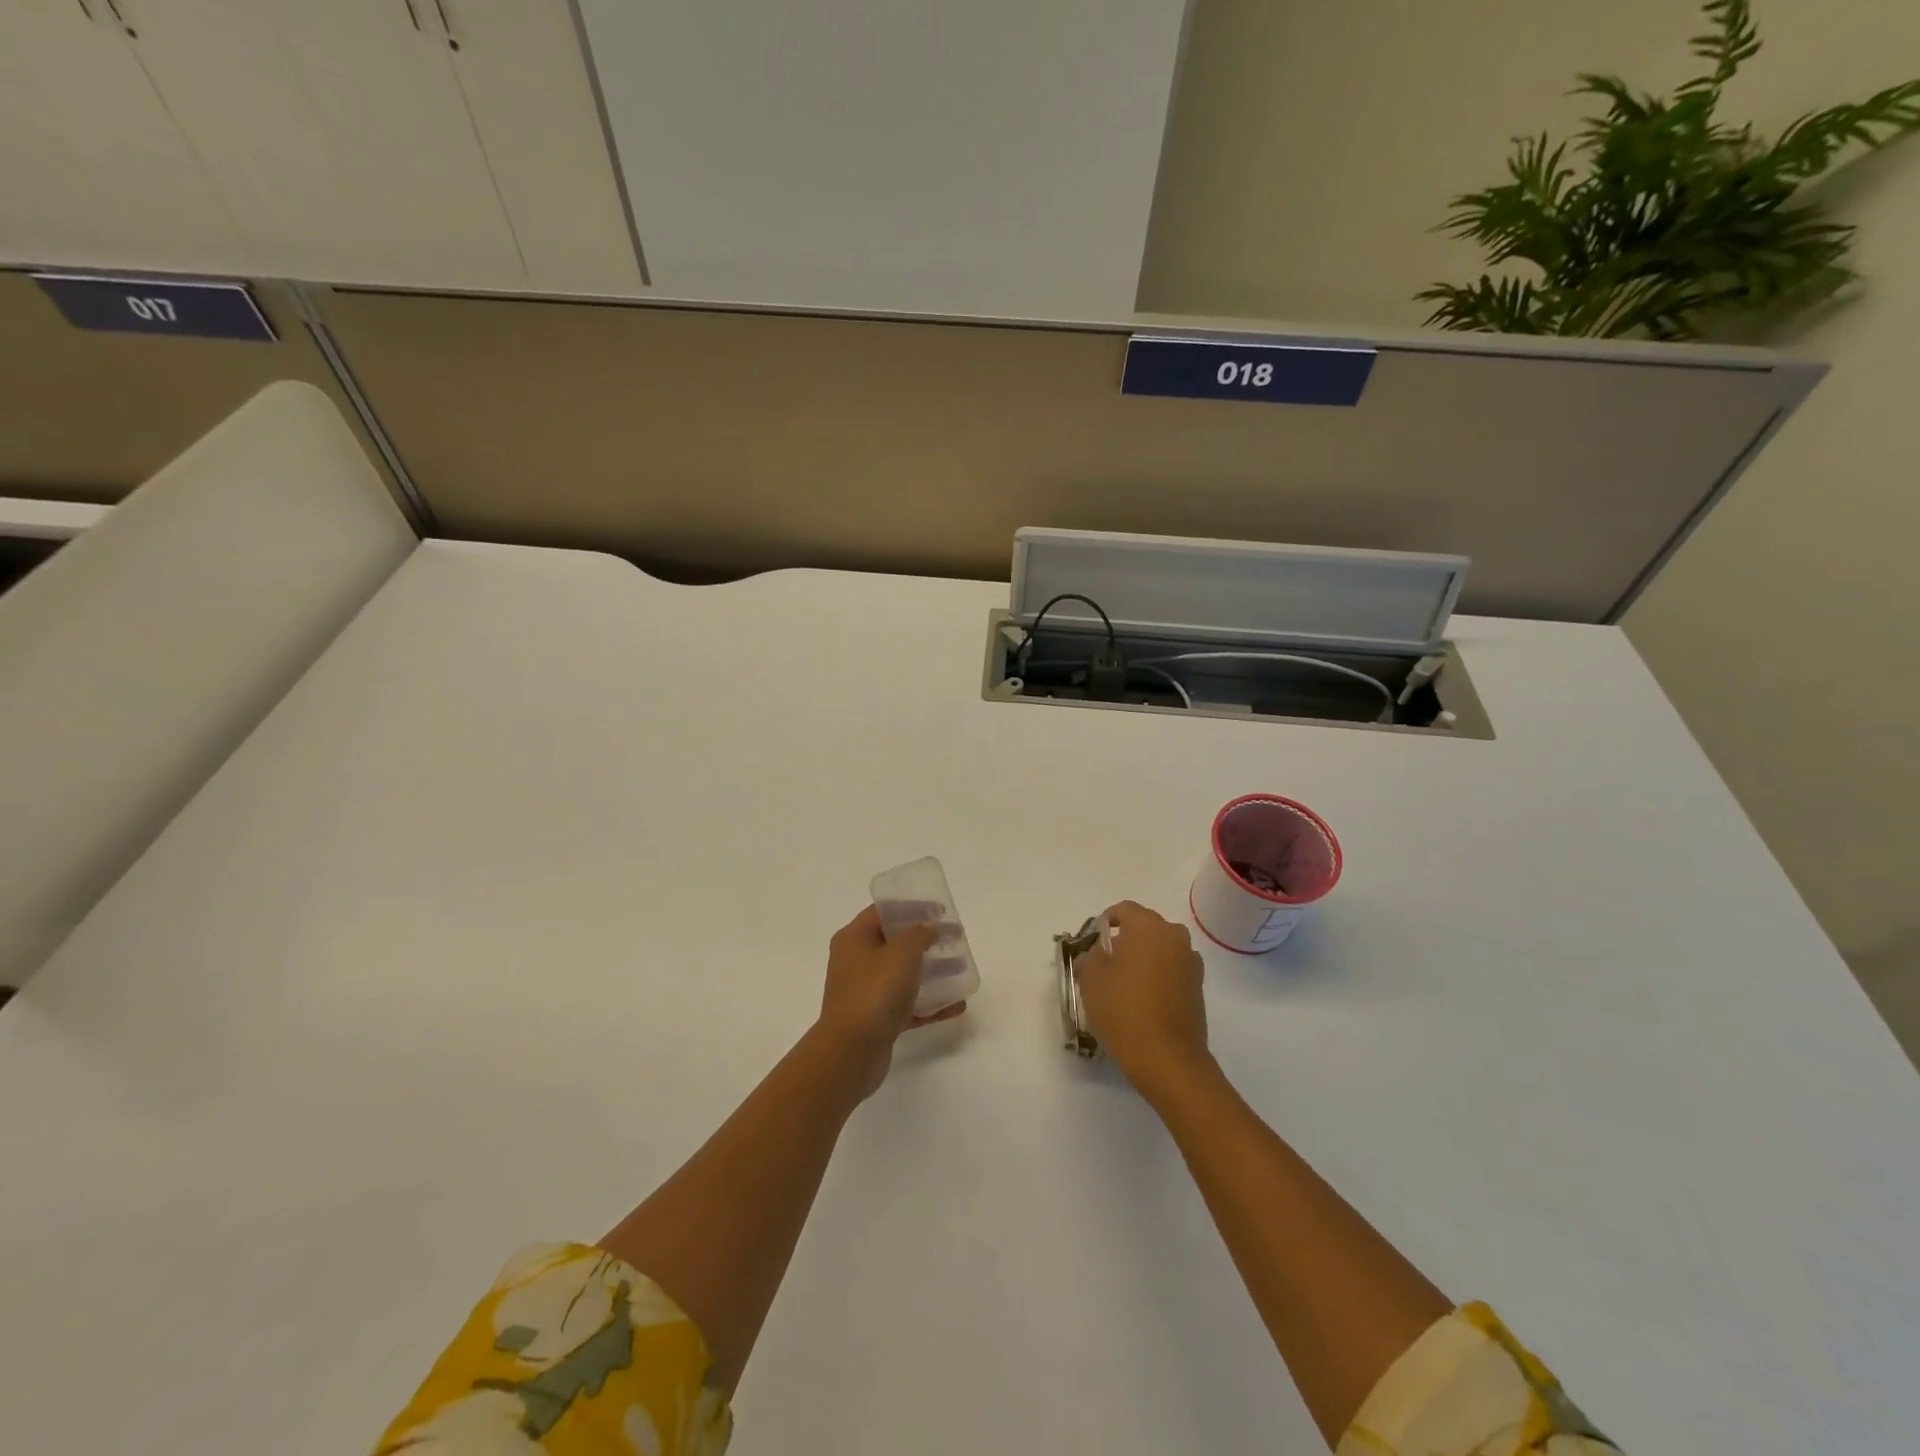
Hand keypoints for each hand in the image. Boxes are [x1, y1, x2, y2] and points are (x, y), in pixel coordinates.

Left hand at [817, 906, 966, 1098]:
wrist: (851, 1052)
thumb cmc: (874, 992)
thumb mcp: (901, 954)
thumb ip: (919, 934)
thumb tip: (928, 927)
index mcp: (854, 939)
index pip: (882, 912)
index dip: (911, 907)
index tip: (939, 910)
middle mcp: (856, 962)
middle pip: (894, 944)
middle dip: (926, 941)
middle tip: (954, 939)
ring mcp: (865, 993)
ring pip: (903, 976)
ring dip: (932, 972)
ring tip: (960, 970)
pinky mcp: (877, 1021)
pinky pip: (907, 1005)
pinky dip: (930, 1004)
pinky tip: (956, 1006)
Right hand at [1074, 901, 1211, 1101]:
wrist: (1168, 1059)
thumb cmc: (1124, 1011)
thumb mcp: (1091, 980)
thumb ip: (1091, 956)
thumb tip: (1098, 952)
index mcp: (1147, 926)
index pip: (1123, 910)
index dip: (1105, 923)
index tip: (1093, 943)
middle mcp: (1174, 935)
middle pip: (1144, 928)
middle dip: (1124, 941)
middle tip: (1104, 965)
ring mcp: (1191, 961)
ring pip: (1159, 949)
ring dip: (1143, 959)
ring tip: (1124, 986)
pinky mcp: (1199, 986)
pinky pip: (1172, 969)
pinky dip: (1158, 976)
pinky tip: (1144, 1001)